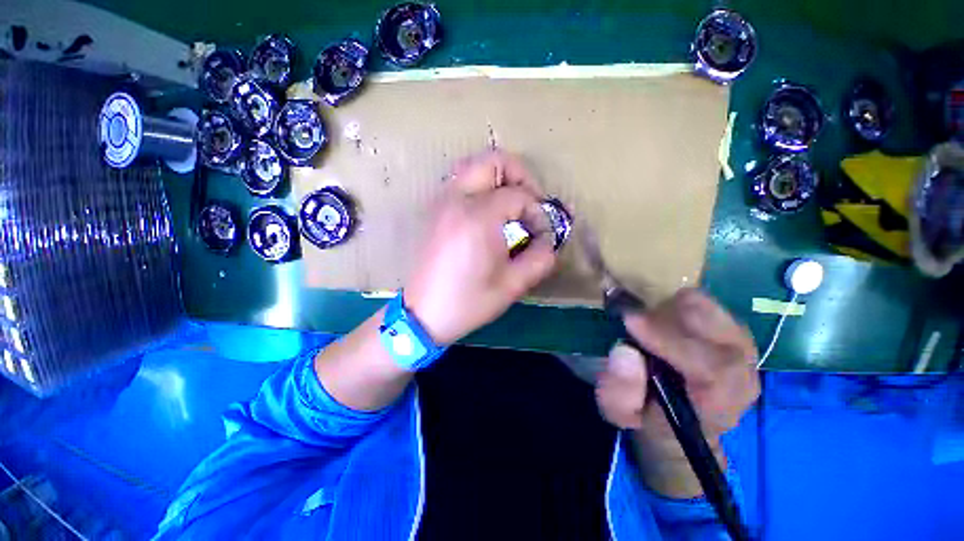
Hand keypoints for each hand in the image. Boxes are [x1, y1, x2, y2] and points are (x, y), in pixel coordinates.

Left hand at [404, 150, 558, 344]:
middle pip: (492, 160)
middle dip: (519, 175)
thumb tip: (548, 240)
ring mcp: (442, 203)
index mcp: (478, 217)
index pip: (519, 195)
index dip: (537, 212)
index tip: (541, 234)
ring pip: (473, 167)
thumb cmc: (468, 302)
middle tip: (530, 201)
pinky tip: (490, 214)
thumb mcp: (512, 285)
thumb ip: (540, 258)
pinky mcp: (435, 211)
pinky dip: (481, 187)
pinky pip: (461, 184)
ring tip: (512, 205)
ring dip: (498, 179)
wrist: (423, 314)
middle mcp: (457, 200)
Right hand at [594, 289, 758, 494]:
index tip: (631, 320)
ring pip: (719, 315)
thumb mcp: (620, 412)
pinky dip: (684, 301)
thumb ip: (620, 391)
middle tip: (634, 307)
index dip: (671, 342)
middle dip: (673, 315)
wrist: (678, 417)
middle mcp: (742, 378)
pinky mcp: (733, 335)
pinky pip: (713, 308)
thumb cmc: (648, 415)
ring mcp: (743, 353)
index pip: (712, 370)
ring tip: (646, 309)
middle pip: (723, 334)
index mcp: (718, 406)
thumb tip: (624, 351)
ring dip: (678, 305)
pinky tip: (662, 308)